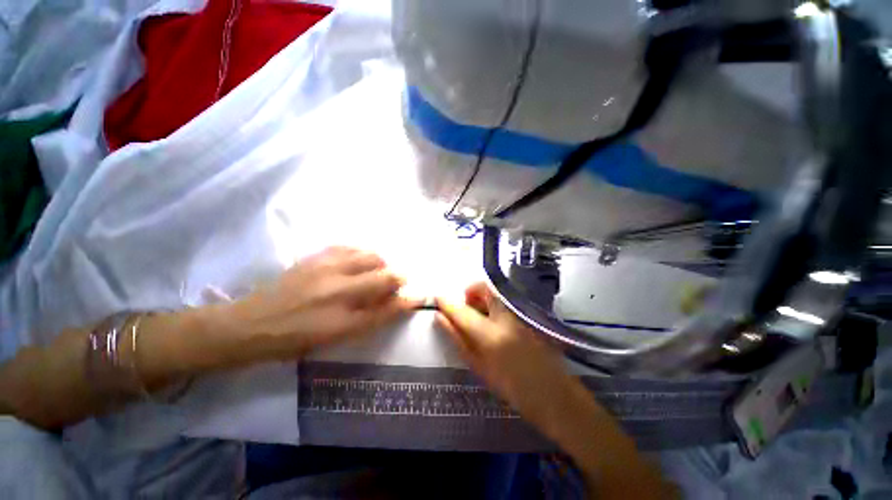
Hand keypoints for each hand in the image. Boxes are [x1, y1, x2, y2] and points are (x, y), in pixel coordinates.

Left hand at [214, 247, 418, 365]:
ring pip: (371, 256)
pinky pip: (350, 247)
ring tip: (375, 272)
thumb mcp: (335, 338)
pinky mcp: (315, 256)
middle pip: (385, 276)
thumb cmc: (294, 340)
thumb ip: (370, 320)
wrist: (248, 324)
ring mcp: (326, 269)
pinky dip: (362, 253)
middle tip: (393, 284)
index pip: (389, 306)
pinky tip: (358, 261)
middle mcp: (339, 291)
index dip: (408, 300)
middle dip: (398, 278)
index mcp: (342, 319)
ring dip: (381, 264)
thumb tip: (396, 304)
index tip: (419, 295)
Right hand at [435, 282, 579, 425]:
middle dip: (470, 293)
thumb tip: (440, 318)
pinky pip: (506, 298)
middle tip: (467, 309)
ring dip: (482, 297)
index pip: (461, 310)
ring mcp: (521, 311)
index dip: (446, 302)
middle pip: (482, 288)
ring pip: (495, 291)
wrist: (554, 393)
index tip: (437, 299)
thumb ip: (457, 338)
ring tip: (482, 317)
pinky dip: (495, 303)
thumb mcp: (479, 367)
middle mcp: (507, 316)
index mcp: (491, 335)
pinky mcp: (529, 312)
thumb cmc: (512, 387)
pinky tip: (497, 321)